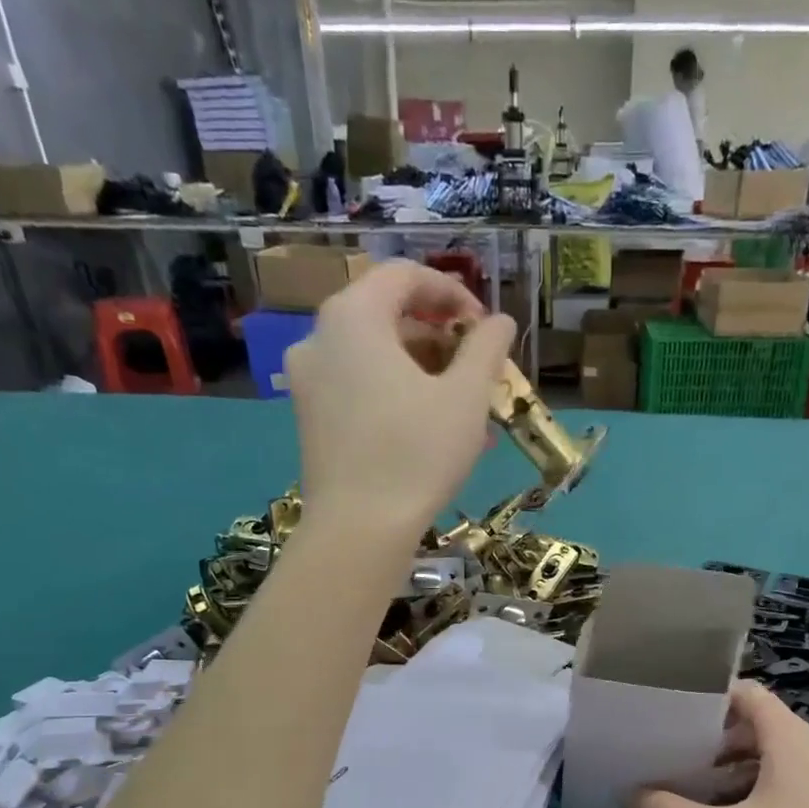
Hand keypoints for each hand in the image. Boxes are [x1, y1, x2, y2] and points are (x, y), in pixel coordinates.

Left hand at [284, 261, 515, 543]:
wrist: (358, 530)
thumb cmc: (417, 455)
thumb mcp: (466, 398)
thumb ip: (485, 348)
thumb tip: (499, 322)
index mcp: (353, 317)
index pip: (405, 276)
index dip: (453, 292)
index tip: (485, 327)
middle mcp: (320, 338)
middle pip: (388, 317)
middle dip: (442, 339)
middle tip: (479, 371)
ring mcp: (309, 382)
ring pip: (376, 358)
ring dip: (426, 374)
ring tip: (468, 412)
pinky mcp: (311, 420)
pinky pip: (360, 389)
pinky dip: (399, 397)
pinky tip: (435, 433)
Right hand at [631, 683, 808, 807]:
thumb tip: (628, 797)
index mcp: (789, 737)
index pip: (748, 693)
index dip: (713, 696)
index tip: (679, 713)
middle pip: (762, 724)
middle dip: (720, 739)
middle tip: (684, 758)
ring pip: (781, 753)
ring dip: (743, 766)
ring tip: (709, 791)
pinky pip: (800, 776)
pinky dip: (769, 784)